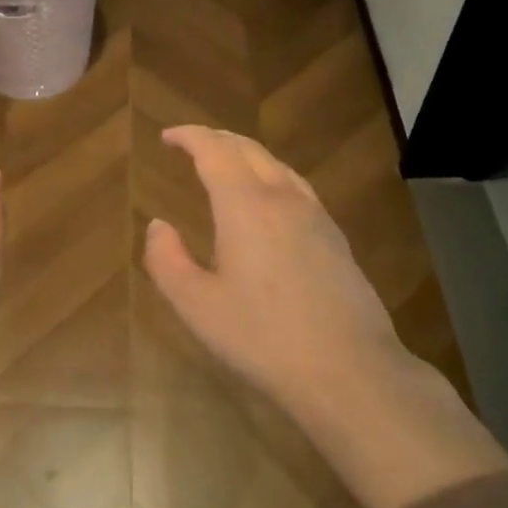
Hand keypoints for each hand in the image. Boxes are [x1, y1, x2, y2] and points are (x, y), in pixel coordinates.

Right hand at [143, 126, 415, 419]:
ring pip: (277, 165)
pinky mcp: (335, 238)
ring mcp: (315, 216)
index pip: (214, 150)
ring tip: (225, 165)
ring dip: (245, 155)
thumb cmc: (262, 338)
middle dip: (216, 139)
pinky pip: (296, 187)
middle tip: (191, 144)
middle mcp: (282, 199)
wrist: (349, 371)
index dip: (189, 137)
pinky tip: (267, 201)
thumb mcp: (196, 305)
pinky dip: (270, 176)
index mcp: (245, 206)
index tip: (167, 138)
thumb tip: (159, 226)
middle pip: (248, 149)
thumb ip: (167, 260)